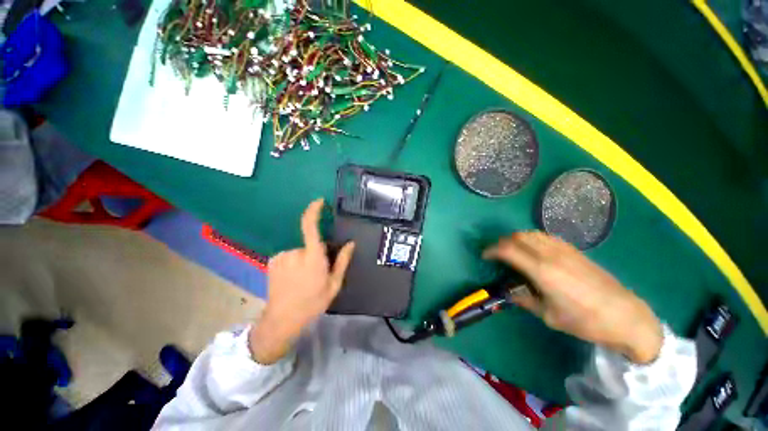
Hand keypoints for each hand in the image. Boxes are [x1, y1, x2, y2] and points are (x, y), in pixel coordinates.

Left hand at [249, 199, 354, 363]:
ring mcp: (281, 256)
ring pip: (299, 251)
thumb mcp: (334, 284)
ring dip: (304, 259)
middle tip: (317, 272)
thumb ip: (342, 261)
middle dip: (316, 253)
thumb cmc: (312, 302)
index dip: (313, 211)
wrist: (282, 319)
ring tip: (304, 278)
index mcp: (313, 258)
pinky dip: (293, 262)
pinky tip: (292, 278)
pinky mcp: (273, 260)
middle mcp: (295, 253)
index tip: (319, 201)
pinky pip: (289, 255)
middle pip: (310, 244)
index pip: (310, 227)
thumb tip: (351, 243)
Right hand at [484, 232, 662, 363]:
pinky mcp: (574, 250)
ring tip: (512, 250)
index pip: (508, 250)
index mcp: (542, 271)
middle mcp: (550, 255)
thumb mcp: (550, 316)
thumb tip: (510, 293)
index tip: (484, 255)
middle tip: (496, 253)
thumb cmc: (585, 321)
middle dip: (501, 242)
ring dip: (516, 238)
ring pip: (531, 233)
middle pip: (517, 236)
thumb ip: (525, 300)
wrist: (625, 316)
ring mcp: (564, 250)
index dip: (491, 250)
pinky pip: (545, 236)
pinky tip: (533, 250)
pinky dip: (531, 238)